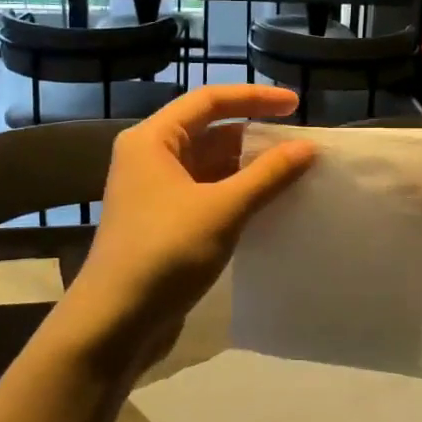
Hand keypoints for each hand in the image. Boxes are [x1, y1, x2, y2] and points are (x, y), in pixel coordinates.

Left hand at [53, 86, 315, 377]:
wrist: (115, 324)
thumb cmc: (165, 253)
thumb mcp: (222, 209)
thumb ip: (267, 175)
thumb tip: (307, 148)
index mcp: (153, 140)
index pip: (209, 100)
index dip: (254, 98)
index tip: (295, 105)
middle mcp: (151, 157)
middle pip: (210, 131)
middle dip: (255, 136)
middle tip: (300, 144)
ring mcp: (157, 191)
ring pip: (211, 165)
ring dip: (249, 167)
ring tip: (294, 172)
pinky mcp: (166, 222)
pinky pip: (209, 192)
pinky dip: (239, 193)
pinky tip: (270, 203)